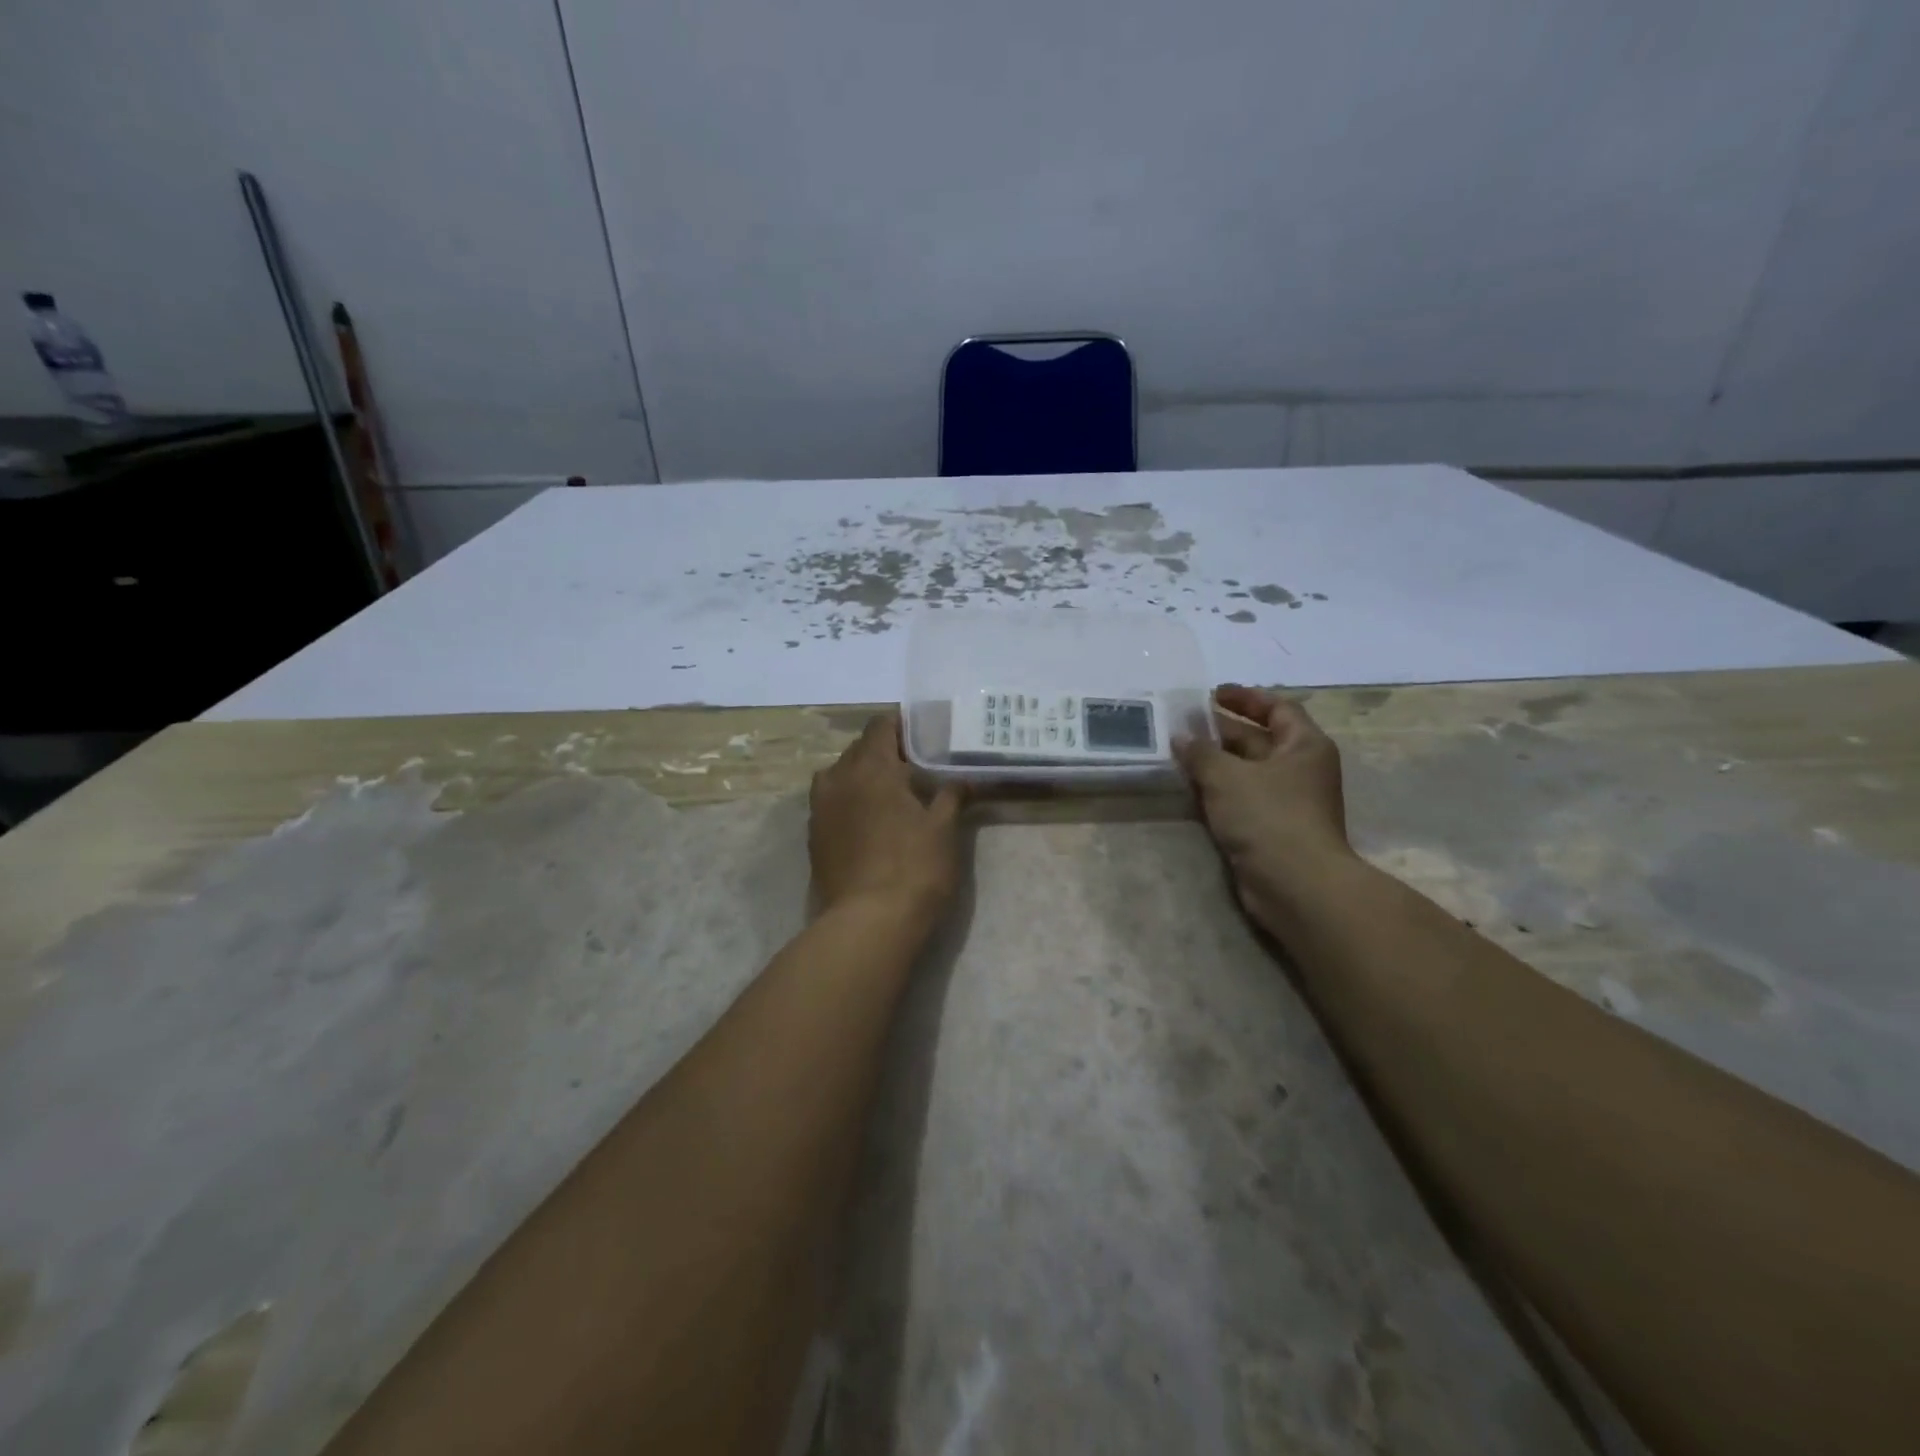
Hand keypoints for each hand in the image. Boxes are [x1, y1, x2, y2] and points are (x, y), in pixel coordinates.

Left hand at [809, 714, 964, 924]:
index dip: (902, 725)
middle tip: (916, 766)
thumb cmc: (914, 868)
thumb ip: (951, 796)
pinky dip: (851, 802)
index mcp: (870, 767)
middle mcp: (837, 779)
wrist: (868, 924)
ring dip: (864, 777)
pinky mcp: (814, 837)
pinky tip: (872, 821)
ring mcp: (820, 809)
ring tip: (892, 794)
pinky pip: (832, 803)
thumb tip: (963, 780)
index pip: (881, 726)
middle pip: (860, 749)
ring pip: (841, 776)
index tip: (924, 734)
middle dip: (885, 752)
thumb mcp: (944, 829)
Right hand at [1174, 685, 1353, 932]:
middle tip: (1183, 724)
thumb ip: (1200, 752)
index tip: (1211, 694)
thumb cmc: (1269, 817)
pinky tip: (1189, 788)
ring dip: (1215, 763)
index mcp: (1304, 746)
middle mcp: (1300, 769)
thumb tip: (1181, 737)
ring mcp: (1287, 801)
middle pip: (1259, 739)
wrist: (1295, 885)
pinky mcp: (1271, 829)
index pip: (1277, 708)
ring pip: (1246, 772)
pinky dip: (1218, 791)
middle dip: (1222, 731)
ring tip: (1178, 753)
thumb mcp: (1227, 776)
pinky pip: (1241, 799)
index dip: (1245, 697)